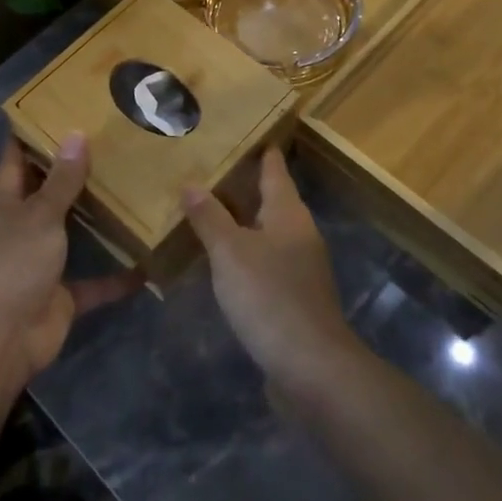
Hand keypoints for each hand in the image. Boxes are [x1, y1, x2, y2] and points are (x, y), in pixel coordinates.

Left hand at [0, 131, 141, 388]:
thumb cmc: (13, 264)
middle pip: (48, 193)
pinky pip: (96, 282)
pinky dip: (118, 277)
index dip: (29, 134)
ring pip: (74, 234)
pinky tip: (148, 263)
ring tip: (134, 190)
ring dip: (98, 220)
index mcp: (6, 203)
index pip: (15, 159)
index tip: (55, 107)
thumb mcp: (39, 215)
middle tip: (112, 143)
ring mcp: (42, 263)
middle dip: (74, 172)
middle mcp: (23, 228)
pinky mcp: (63, 296)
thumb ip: (61, 180)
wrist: (1, 339)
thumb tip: (77, 135)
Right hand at [183, 148, 360, 399]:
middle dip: (245, 185)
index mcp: (288, 213)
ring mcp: (300, 267)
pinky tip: (223, 260)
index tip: (244, 132)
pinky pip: (266, 261)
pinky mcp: (294, 297)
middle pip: (272, 199)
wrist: (311, 368)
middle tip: (210, 168)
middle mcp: (299, 234)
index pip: (275, 170)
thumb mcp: (230, 252)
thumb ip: (210, 217)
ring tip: (209, 210)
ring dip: (242, 220)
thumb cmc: (269, 297)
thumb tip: (191, 183)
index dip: (262, 151)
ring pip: (268, 232)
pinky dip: (245, 252)